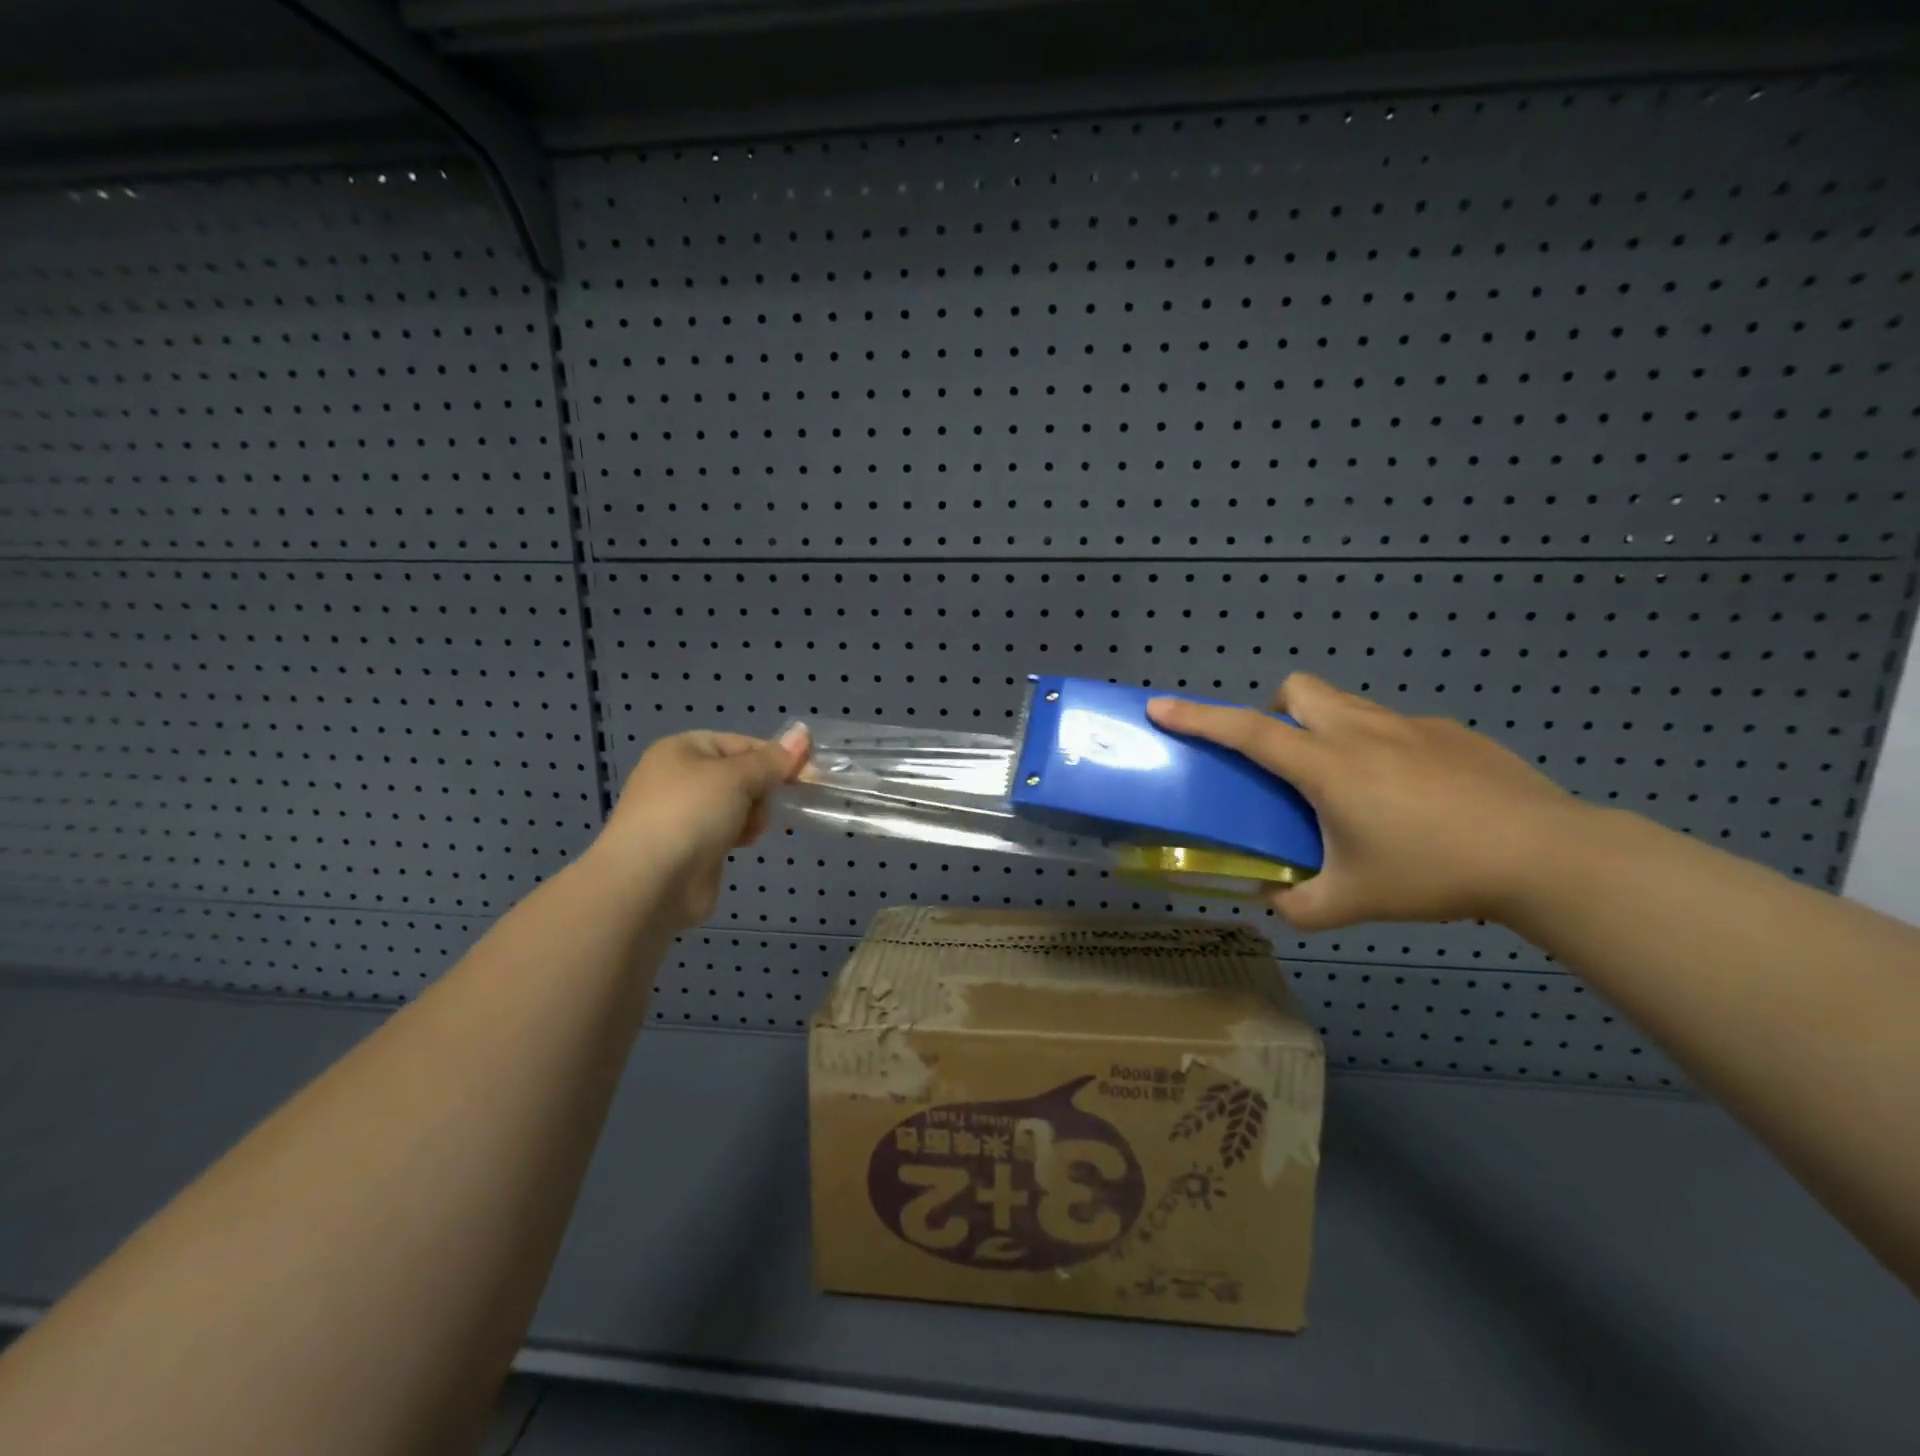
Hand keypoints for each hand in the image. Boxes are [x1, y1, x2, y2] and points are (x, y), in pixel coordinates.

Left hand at [594, 726, 809, 929]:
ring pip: (738, 803)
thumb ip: (773, 760)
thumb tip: (803, 732)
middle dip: (761, 789)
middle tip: (768, 804)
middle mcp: (680, 777)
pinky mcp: (692, 845)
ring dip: (753, 814)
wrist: (649, 882)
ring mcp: (684, 813)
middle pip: (741, 774)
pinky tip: (743, 844)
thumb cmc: (691, 814)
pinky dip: (740, 834)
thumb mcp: (737, 777)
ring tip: (750, 830)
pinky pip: (728, 829)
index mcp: (683, 749)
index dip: (774, 756)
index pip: (742, 743)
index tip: (805, 773)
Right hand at [1147, 675, 1585, 931]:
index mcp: (1327, 766)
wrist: (1547, 855)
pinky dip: (1379, 747)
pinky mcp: (1451, 732)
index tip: (1160, 707)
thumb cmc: (1435, 873)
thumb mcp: (1353, 902)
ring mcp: (1410, 726)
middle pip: (1297, 691)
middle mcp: (1360, 731)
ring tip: (1346, 782)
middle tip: (1285, 762)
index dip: (1198, 719)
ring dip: (1325, 727)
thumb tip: (1272, 901)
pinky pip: (1394, 726)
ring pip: (1345, 703)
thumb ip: (1298, 906)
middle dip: (1275, 711)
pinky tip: (1411, 795)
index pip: (1246, 731)